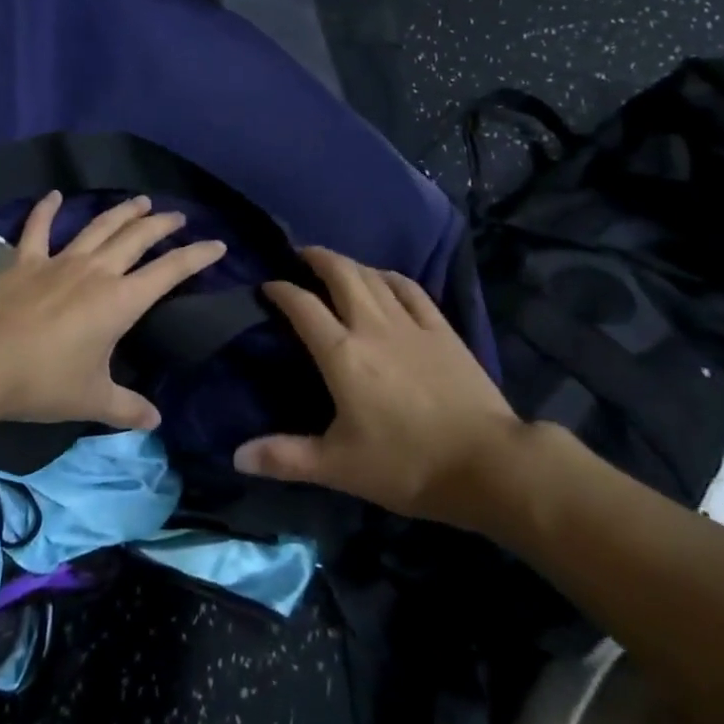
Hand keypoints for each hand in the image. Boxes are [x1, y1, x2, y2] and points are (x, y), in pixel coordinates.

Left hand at [0, 191, 226, 430]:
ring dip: (122, 211)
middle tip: (178, 216)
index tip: (218, 244)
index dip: (197, 256)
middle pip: (137, 237)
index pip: (170, 271)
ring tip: (140, 200)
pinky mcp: (25, 261)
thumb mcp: (92, 400)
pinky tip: (54, 194)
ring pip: (99, 226)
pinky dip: (46, 209)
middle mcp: (96, 271)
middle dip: (162, 225)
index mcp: (120, 300)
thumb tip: (155, 421)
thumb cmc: (43, 381)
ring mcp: (59, 261)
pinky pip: (38, 228)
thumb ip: (127, 408)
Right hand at [233, 247, 523, 523]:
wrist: (486, 463)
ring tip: (336, 264)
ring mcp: (410, 323)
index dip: (280, 290)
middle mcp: (372, 326)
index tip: (267, 285)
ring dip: (350, 264)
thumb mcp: (338, 468)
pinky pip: (411, 288)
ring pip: (373, 276)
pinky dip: (390, 276)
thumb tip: (236, 456)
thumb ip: (285, 457)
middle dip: (316, 258)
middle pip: (340, 274)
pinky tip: (384, 277)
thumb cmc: (406, 465)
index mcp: (342, 354)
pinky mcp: (441, 329)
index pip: (302, 306)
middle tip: (300, 255)